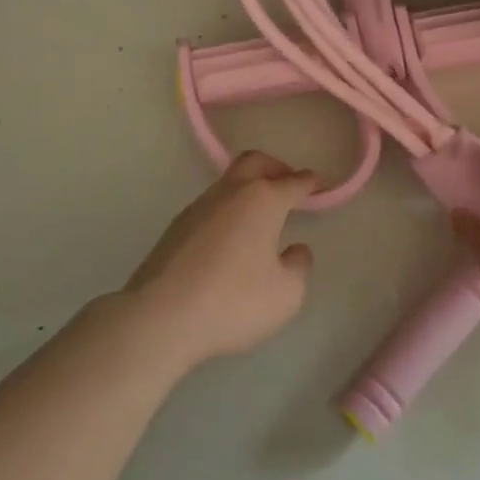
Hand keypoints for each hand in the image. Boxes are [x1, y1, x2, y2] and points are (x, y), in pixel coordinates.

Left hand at [125, 151, 317, 368]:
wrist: (161, 317)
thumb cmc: (233, 302)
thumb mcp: (286, 294)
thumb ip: (298, 266)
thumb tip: (295, 249)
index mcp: (262, 200)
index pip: (293, 182)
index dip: (309, 183)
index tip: (318, 185)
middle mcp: (230, 193)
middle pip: (255, 162)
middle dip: (276, 168)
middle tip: (288, 185)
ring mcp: (198, 207)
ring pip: (229, 182)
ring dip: (248, 189)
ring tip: (260, 217)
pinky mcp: (176, 227)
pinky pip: (210, 206)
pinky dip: (227, 211)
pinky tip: (230, 239)